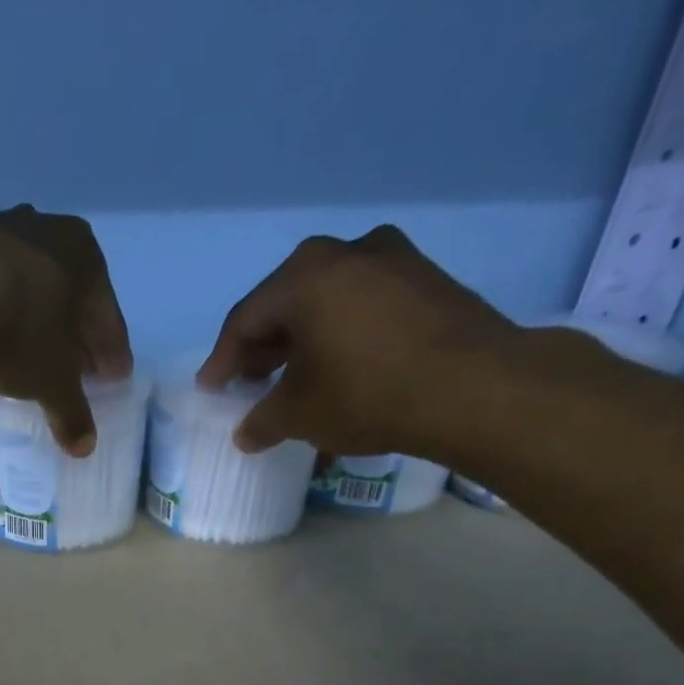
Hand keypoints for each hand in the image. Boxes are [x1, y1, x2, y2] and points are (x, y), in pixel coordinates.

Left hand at [0, 205, 132, 456]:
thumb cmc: (19, 331)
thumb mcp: (52, 381)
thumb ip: (71, 412)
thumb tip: (84, 447)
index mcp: (85, 255)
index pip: (107, 316)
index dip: (111, 353)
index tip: (113, 378)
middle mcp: (45, 230)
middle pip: (66, 299)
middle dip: (70, 340)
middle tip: (73, 375)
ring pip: (22, 293)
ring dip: (27, 330)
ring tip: (22, 369)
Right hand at [197, 226, 518, 457]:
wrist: (472, 386)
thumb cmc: (365, 393)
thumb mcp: (298, 415)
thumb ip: (261, 421)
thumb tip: (246, 432)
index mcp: (303, 276)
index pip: (244, 320)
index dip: (222, 360)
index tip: (211, 390)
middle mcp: (346, 252)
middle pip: (286, 303)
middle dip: (263, 347)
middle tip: (250, 382)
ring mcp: (393, 259)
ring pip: (328, 301)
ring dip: (304, 341)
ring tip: (294, 378)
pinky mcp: (427, 279)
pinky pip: (364, 305)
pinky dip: (341, 334)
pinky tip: (339, 366)